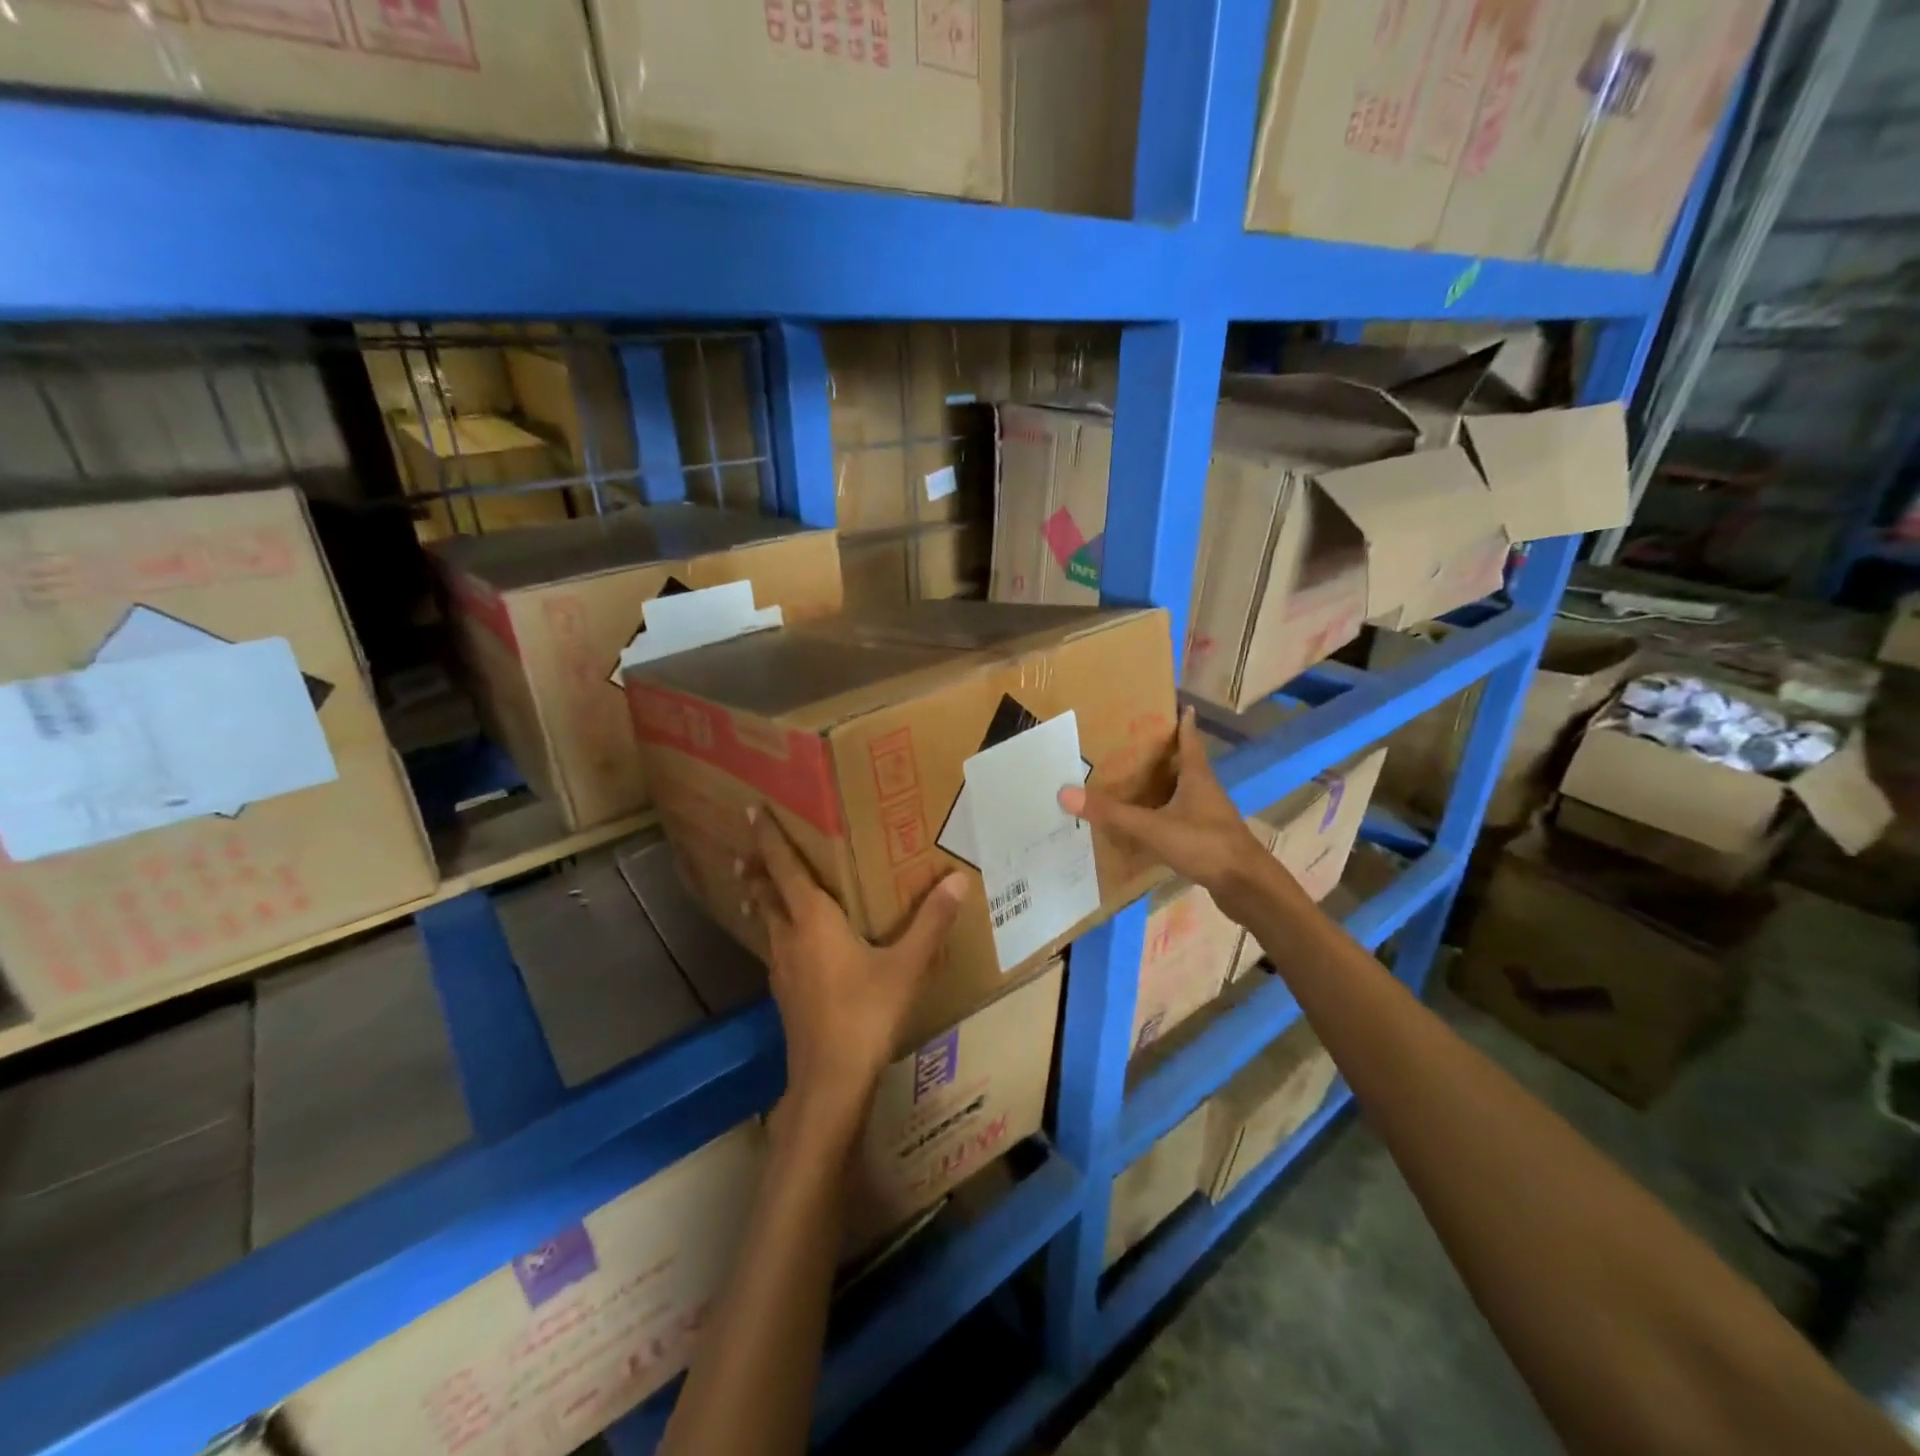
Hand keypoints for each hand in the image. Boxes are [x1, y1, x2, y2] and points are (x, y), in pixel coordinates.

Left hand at [739, 806, 968, 1148]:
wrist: (829, 1081)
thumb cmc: (865, 1014)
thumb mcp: (906, 966)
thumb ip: (931, 922)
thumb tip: (957, 879)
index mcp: (813, 920)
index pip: (785, 868)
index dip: (769, 838)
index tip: (752, 810)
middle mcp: (789, 938)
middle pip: (767, 894)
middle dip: (758, 869)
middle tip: (748, 849)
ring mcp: (782, 969)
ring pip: (766, 923)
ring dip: (761, 901)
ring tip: (756, 888)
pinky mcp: (785, 995)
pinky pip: (774, 948)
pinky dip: (774, 931)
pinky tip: (788, 946)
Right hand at [1058, 706, 1288, 925]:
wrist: (1246, 886)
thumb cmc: (1205, 845)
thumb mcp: (1153, 828)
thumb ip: (1112, 813)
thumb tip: (1065, 792)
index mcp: (1197, 777)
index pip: (1189, 740)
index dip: (1183, 722)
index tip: (1177, 704)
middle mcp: (1205, 791)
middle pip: (1185, 764)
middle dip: (1164, 753)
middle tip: (1135, 743)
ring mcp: (1209, 816)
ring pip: (1183, 792)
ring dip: (1164, 785)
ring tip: (1134, 780)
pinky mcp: (1208, 839)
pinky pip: (1182, 818)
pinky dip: (1165, 814)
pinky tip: (1147, 823)